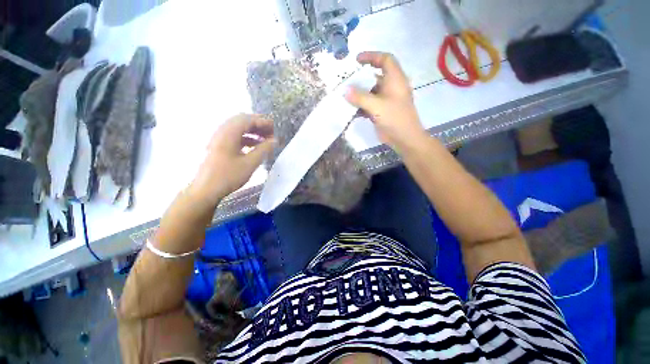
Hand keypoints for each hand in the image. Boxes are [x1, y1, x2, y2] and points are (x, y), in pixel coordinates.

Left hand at [188, 114, 274, 205]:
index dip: (263, 122)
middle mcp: (222, 132)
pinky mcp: (218, 146)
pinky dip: (246, 138)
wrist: (205, 190)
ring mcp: (218, 138)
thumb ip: (264, 149)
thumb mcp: (250, 163)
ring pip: (238, 129)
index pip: (248, 120)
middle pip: (242, 121)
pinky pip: (234, 136)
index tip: (275, 128)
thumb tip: (275, 140)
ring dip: (253, 131)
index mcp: (228, 133)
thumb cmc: (228, 176)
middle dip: (258, 125)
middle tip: (271, 133)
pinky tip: (255, 146)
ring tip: (266, 139)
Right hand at [345, 52, 427, 153]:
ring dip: (359, 94)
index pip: (385, 60)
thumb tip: (345, 91)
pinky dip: (361, 106)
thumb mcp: (377, 106)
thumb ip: (360, 97)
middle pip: (375, 76)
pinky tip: (352, 110)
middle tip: (346, 80)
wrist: (404, 138)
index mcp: (395, 79)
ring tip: (345, 95)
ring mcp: (386, 100)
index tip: (357, 60)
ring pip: (371, 92)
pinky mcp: (382, 111)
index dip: (372, 56)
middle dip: (361, 78)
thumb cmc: (394, 118)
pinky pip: (370, 104)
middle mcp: (391, 87)